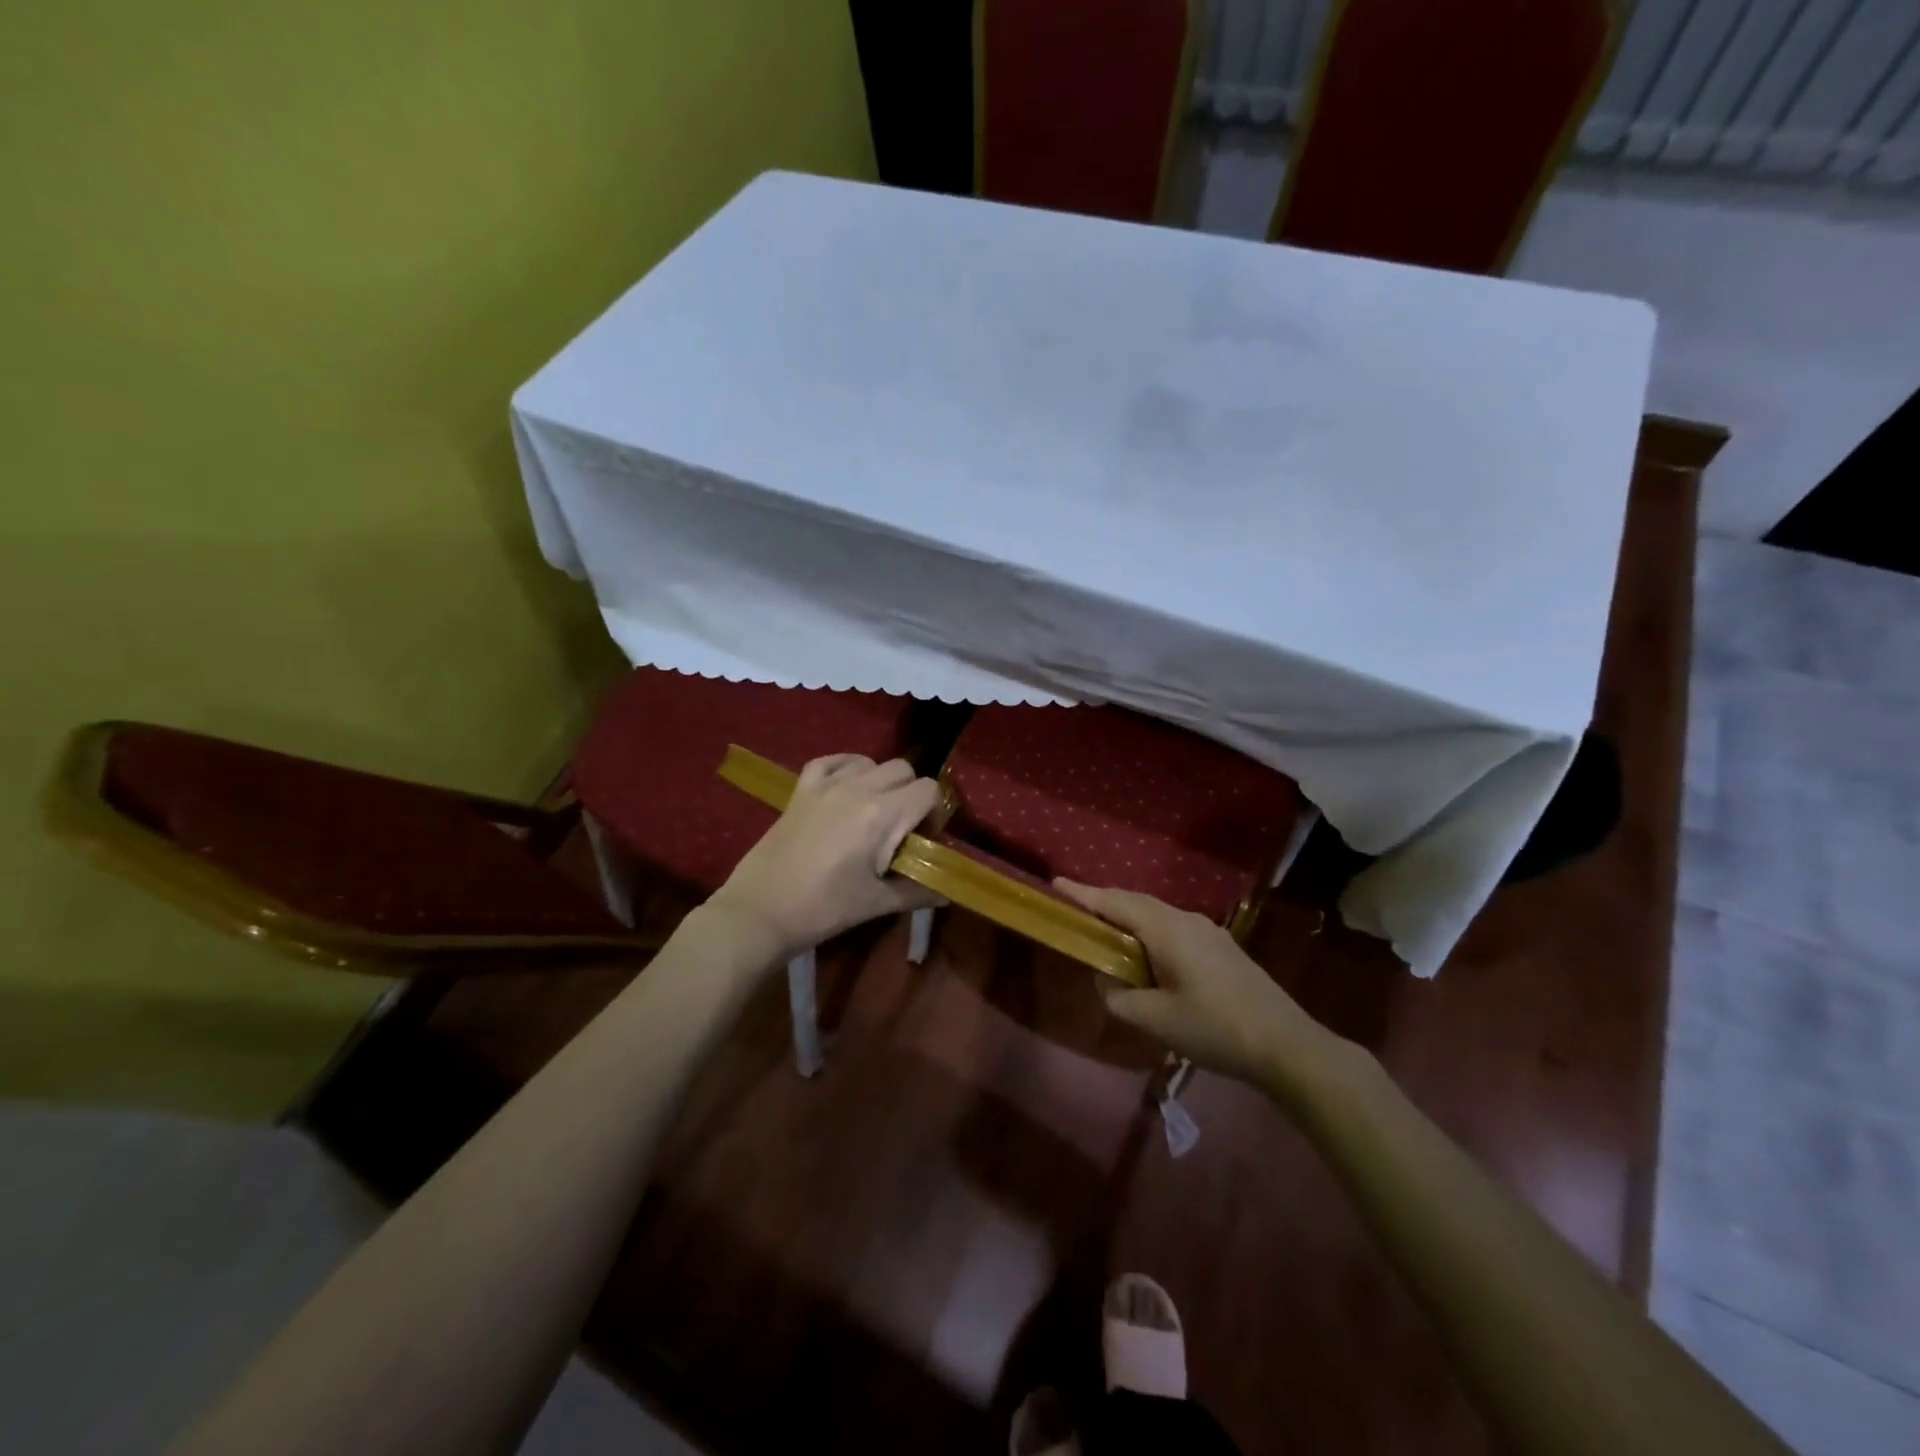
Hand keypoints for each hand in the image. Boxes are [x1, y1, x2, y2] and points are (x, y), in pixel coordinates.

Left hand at [708, 755, 943, 965]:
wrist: (761, 911)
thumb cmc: (824, 909)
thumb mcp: (877, 903)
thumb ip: (918, 892)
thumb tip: (946, 893)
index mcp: (882, 815)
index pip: (929, 790)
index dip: (934, 813)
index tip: (921, 840)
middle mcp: (858, 788)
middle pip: (904, 770)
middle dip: (911, 795)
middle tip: (900, 830)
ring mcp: (826, 784)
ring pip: (871, 762)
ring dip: (881, 782)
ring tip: (872, 814)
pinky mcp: (801, 789)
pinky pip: (832, 760)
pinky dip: (846, 768)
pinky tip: (846, 789)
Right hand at [1056, 881, 1335, 1089]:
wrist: (1285, 1044)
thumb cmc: (1214, 1028)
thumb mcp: (1155, 1020)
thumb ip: (1118, 997)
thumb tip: (1105, 980)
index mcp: (1166, 929)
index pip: (1115, 902)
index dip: (1083, 894)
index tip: (1055, 884)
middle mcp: (1186, 919)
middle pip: (1135, 902)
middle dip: (1103, 903)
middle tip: (1074, 910)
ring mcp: (1208, 931)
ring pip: (1156, 914)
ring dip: (1127, 918)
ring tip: (1105, 933)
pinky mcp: (1221, 946)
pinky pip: (1172, 927)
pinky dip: (1148, 931)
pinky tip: (1146, 955)